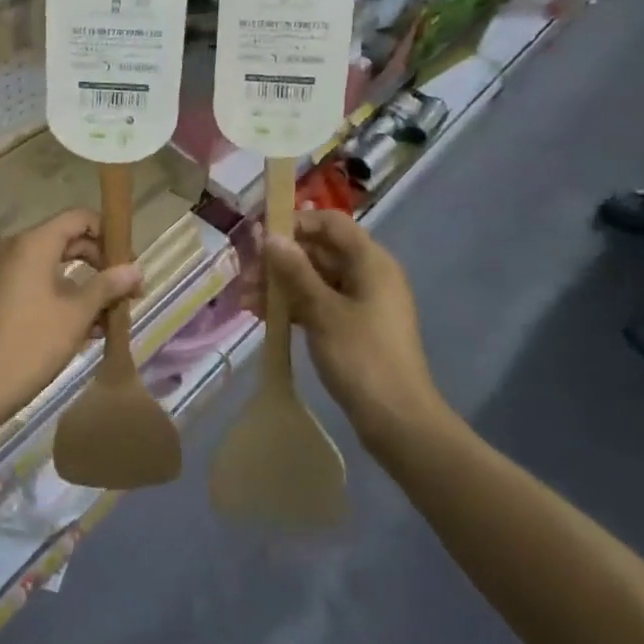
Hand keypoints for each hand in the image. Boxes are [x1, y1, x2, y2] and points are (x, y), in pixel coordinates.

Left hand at [0, 209, 144, 420]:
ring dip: (81, 287)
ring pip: (49, 267)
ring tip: (106, 321)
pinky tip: (78, 330)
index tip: (128, 264)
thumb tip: (135, 269)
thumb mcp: (76, 315)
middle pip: (65, 241)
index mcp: (32, 244)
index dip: (108, 235)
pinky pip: (31, 284)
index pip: (78, 218)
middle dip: (99, 264)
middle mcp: (11, 248)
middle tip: (125, 293)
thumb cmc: (29, 345)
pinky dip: (57, 297)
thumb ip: (107, 286)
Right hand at [255, 210, 451, 441]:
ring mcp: (361, 302)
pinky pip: (318, 303)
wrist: (397, 421)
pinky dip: (293, 305)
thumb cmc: (362, 358)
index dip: (295, 222)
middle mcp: (368, 275)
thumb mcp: (323, 311)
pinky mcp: (353, 327)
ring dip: (281, 284)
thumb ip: (295, 271)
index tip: (260, 236)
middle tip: (245, 273)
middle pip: (319, 250)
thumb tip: (270, 236)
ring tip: (246, 299)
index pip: (330, 222)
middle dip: (280, 258)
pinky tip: (262, 315)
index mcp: (371, 262)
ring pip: (314, 278)